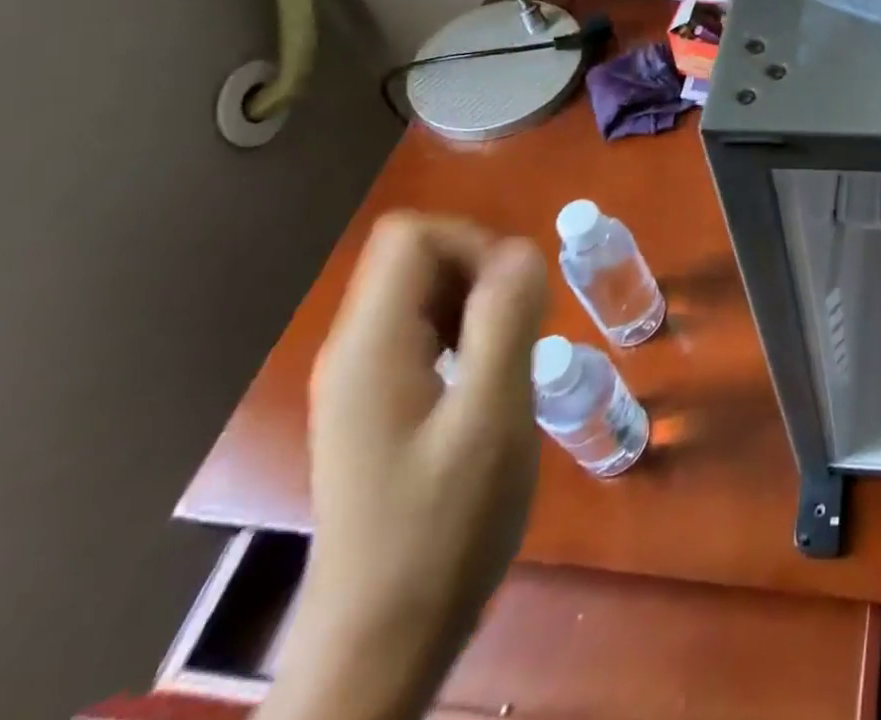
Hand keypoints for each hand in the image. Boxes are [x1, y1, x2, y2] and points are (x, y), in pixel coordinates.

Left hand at [263, 212, 548, 719]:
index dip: (474, 243)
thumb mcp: (492, 417)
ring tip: (514, 358)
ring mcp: (364, 381)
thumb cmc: (441, 527)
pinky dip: (469, 337)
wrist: (381, 644)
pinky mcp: (379, 407)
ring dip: (481, 305)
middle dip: (483, 273)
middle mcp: (356, 350)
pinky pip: (428, 334)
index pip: (414, 235)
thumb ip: (507, 321)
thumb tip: (523, 250)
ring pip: (426, 294)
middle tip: (523, 331)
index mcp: (372, 344)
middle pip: (419, 258)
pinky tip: (491, 384)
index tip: (517, 297)